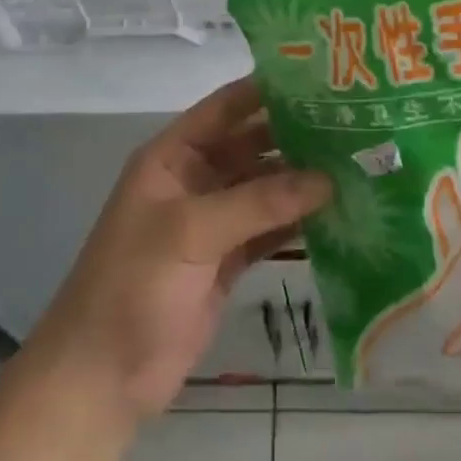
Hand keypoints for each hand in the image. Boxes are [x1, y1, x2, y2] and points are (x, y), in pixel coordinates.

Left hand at [15, 77, 331, 423]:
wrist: (102, 380)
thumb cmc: (134, 287)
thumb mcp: (190, 233)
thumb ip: (258, 202)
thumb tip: (327, 178)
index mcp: (173, 156)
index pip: (226, 107)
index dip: (268, 90)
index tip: (322, 79)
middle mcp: (195, 179)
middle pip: (252, 145)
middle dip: (297, 136)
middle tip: (355, 126)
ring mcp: (213, 222)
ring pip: (265, 188)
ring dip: (303, 181)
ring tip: (358, 165)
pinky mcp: (228, 260)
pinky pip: (269, 228)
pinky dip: (298, 222)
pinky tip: (339, 214)